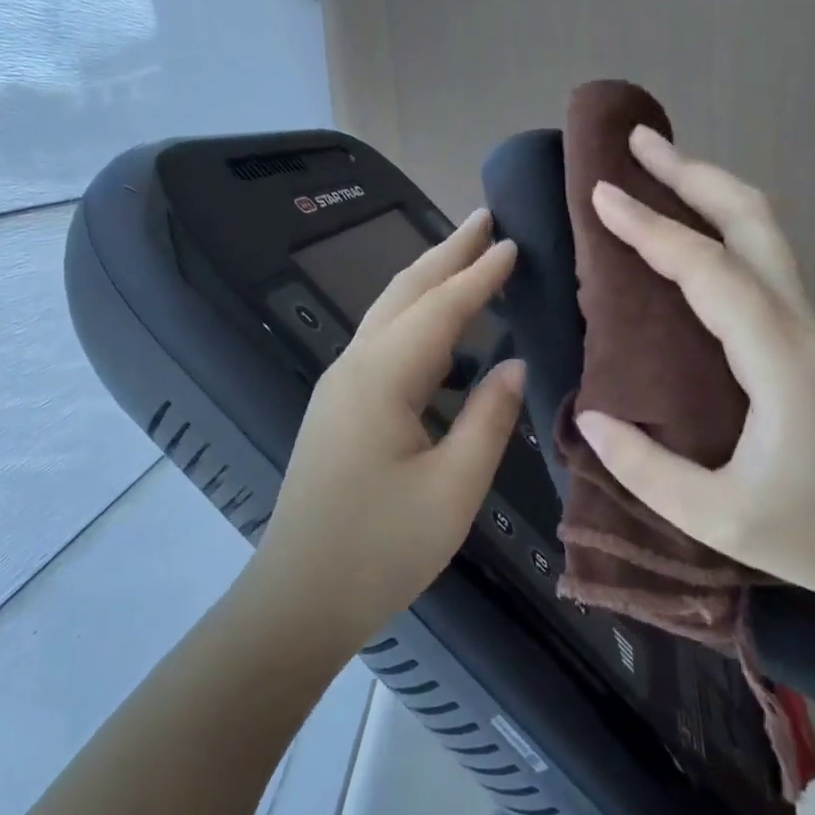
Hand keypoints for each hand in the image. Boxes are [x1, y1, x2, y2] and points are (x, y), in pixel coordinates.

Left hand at [252, 210, 524, 645]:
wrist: (299, 596)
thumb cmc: (380, 548)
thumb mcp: (453, 490)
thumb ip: (488, 419)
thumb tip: (514, 365)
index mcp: (381, 378)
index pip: (440, 308)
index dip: (479, 274)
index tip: (513, 242)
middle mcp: (354, 367)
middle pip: (404, 293)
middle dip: (446, 252)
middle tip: (485, 218)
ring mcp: (339, 385)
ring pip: (388, 313)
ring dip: (429, 280)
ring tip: (466, 257)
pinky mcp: (338, 407)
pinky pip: (382, 342)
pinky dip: (415, 317)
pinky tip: (439, 331)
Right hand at [574, 127, 814, 606]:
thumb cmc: (814, 535)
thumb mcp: (717, 518)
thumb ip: (644, 468)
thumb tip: (589, 415)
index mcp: (780, 361)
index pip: (710, 272)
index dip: (652, 229)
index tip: (601, 194)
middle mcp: (800, 325)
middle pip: (753, 220)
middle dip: (693, 173)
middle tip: (636, 145)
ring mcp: (809, 325)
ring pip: (764, 231)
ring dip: (709, 189)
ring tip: (656, 168)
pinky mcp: (805, 335)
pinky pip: (761, 258)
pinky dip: (720, 224)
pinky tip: (687, 230)